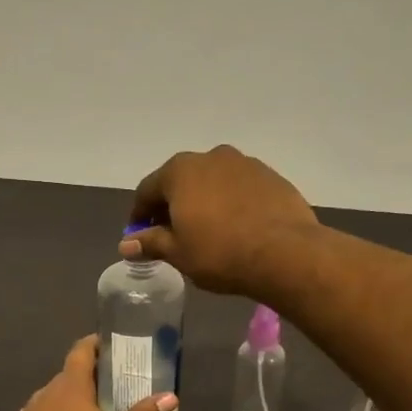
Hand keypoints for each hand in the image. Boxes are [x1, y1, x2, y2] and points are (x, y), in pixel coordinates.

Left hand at [0, 336, 176, 410]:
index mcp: (69, 388)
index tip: (108, 347)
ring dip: (67, 403)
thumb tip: (170, 396)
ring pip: (49, 400)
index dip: (94, 345)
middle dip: (86, 379)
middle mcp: (43, 395)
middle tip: (108, 389)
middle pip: (66, 377)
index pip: (80, 352)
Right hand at [122, 145, 319, 294]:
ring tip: (206, 231)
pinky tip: (235, 227)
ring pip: (212, 181)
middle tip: (171, 234)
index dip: (139, 215)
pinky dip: (230, 202)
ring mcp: (244, 163)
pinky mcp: (271, 176)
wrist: (285, 253)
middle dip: (172, 205)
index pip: (147, 190)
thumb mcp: (178, 253)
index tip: (139, 236)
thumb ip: (150, 243)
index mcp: (180, 171)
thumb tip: (126, 244)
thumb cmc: (220, 253)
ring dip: (203, 201)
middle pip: (180, 181)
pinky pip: (239, 188)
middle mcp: (210, 157)